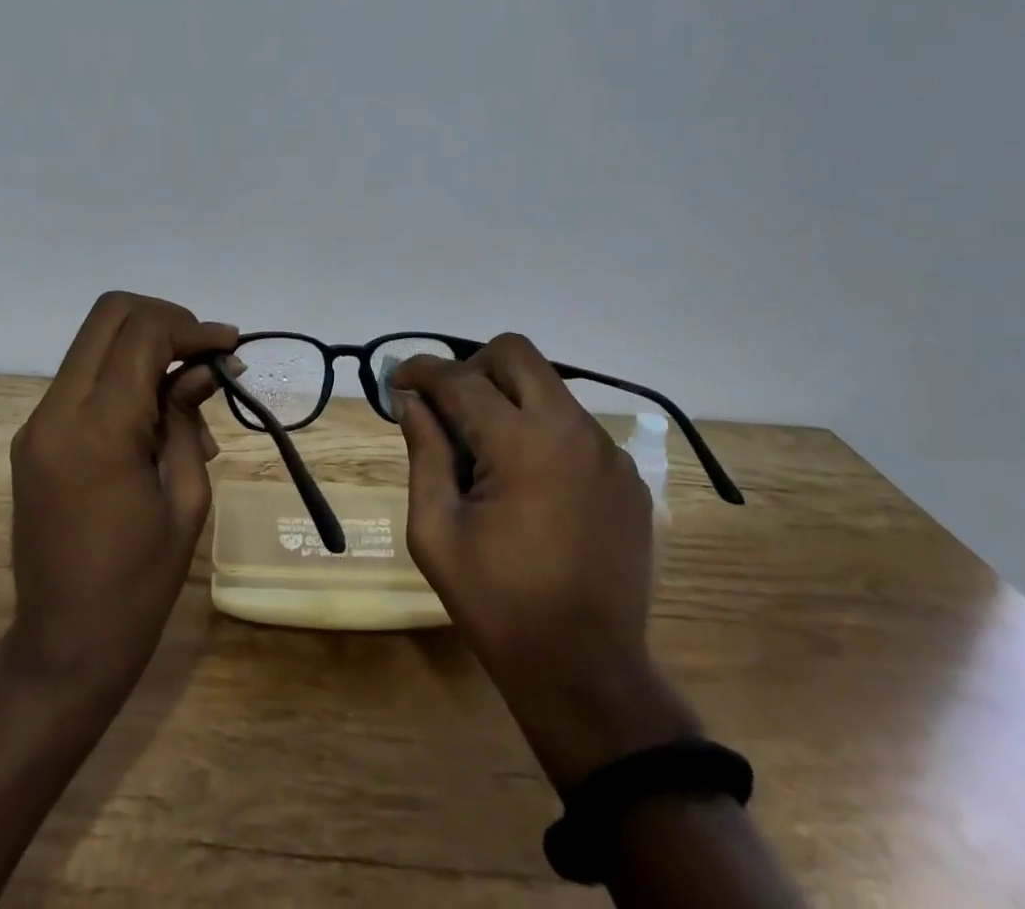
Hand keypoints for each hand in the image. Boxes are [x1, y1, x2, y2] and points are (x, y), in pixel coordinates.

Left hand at [2, 291, 236, 703]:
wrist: (62, 647)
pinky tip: (158, 418)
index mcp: (99, 429)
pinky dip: (124, 375)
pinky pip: (84, 378)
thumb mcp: (186, 498)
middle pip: (109, 314)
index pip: (143, 333)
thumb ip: (189, 418)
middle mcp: (57, 412)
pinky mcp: (34, 437)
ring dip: (145, 347)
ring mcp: (38, 423)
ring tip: (190, 397)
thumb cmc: (139, 585)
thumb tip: (207, 367)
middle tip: (204, 353)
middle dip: (165, 319)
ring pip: (95, 341)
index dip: (192, 328)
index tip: (230, 347)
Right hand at [391, 334, 698, 790]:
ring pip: (548, 387)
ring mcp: (608, 451)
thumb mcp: (436, 531)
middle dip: (471, 365)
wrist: (586, 672)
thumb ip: (423, 453)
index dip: (421, 370)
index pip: (461, 378)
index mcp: (521, 443)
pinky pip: (575, 426)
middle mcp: (572, 430)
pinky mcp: (627, 476)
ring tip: (486, 450)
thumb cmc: (497, 603)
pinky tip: (529, 482)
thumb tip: (412, 402)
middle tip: (448, 406)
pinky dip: (542, 432)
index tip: (397, 378)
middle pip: (515, 353)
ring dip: (509, 399)